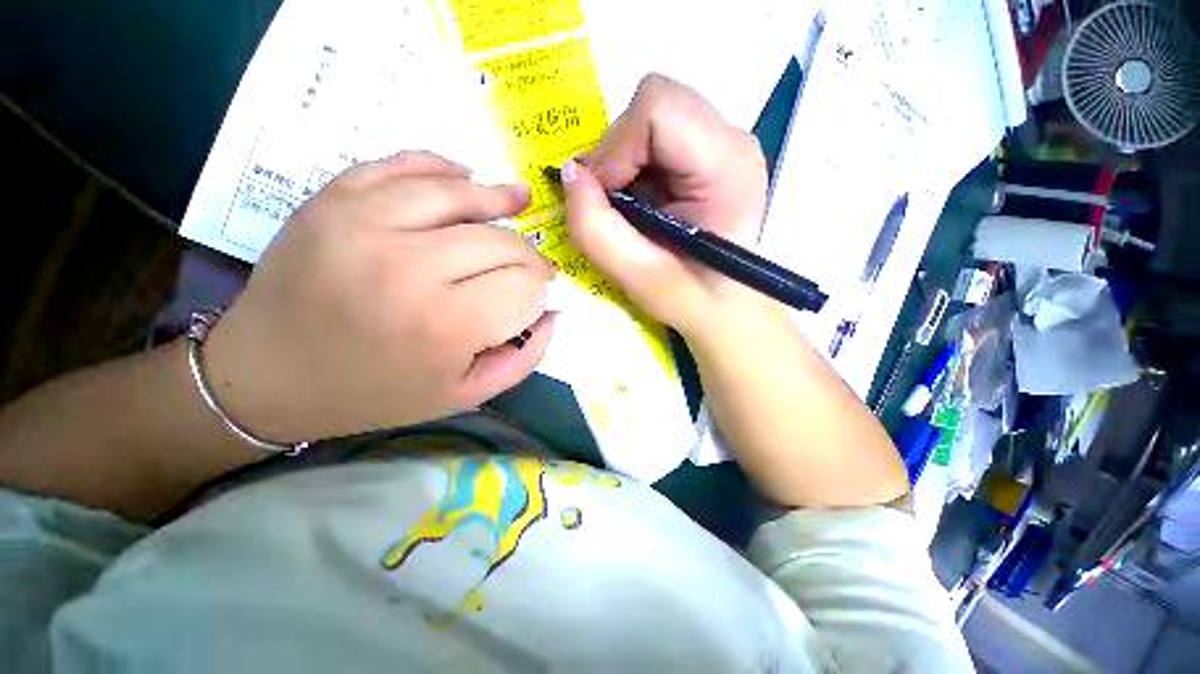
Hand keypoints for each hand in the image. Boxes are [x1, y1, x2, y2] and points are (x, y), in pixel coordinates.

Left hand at [203, 152, 554, 442]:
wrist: (270, 375)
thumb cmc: (376, 393)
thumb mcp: (466, 393)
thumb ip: (524, 357)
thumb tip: (554, 313)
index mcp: (445, 326)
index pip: (524, 289)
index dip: (540, 292)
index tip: (538, 298)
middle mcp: (410, 268)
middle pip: (501, 243)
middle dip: (529, 256)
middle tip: (533, 266)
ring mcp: (365, 224)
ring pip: (460, 195)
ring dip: (499, 200)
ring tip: (518, 201)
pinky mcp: (333, 200)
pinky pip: (403, 166)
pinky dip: (443, 167)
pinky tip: (465, 178)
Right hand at [562, 74, 770, 339]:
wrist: (725, 306)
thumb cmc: (690, 298)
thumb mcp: (636, 277)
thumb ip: (595, 228)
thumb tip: (569, 173)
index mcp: (726, 166)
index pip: (658, 108)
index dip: (617, 149)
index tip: (606, 198)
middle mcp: (731, 139)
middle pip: (653, 104)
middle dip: (616, 154)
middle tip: (613, 206)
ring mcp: (722, 141)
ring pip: (649, 117)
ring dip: (623, 162)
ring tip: (630, 209)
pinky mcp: (708, 151)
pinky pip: (653, 136)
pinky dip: (632, 165)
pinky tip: (642, 202)